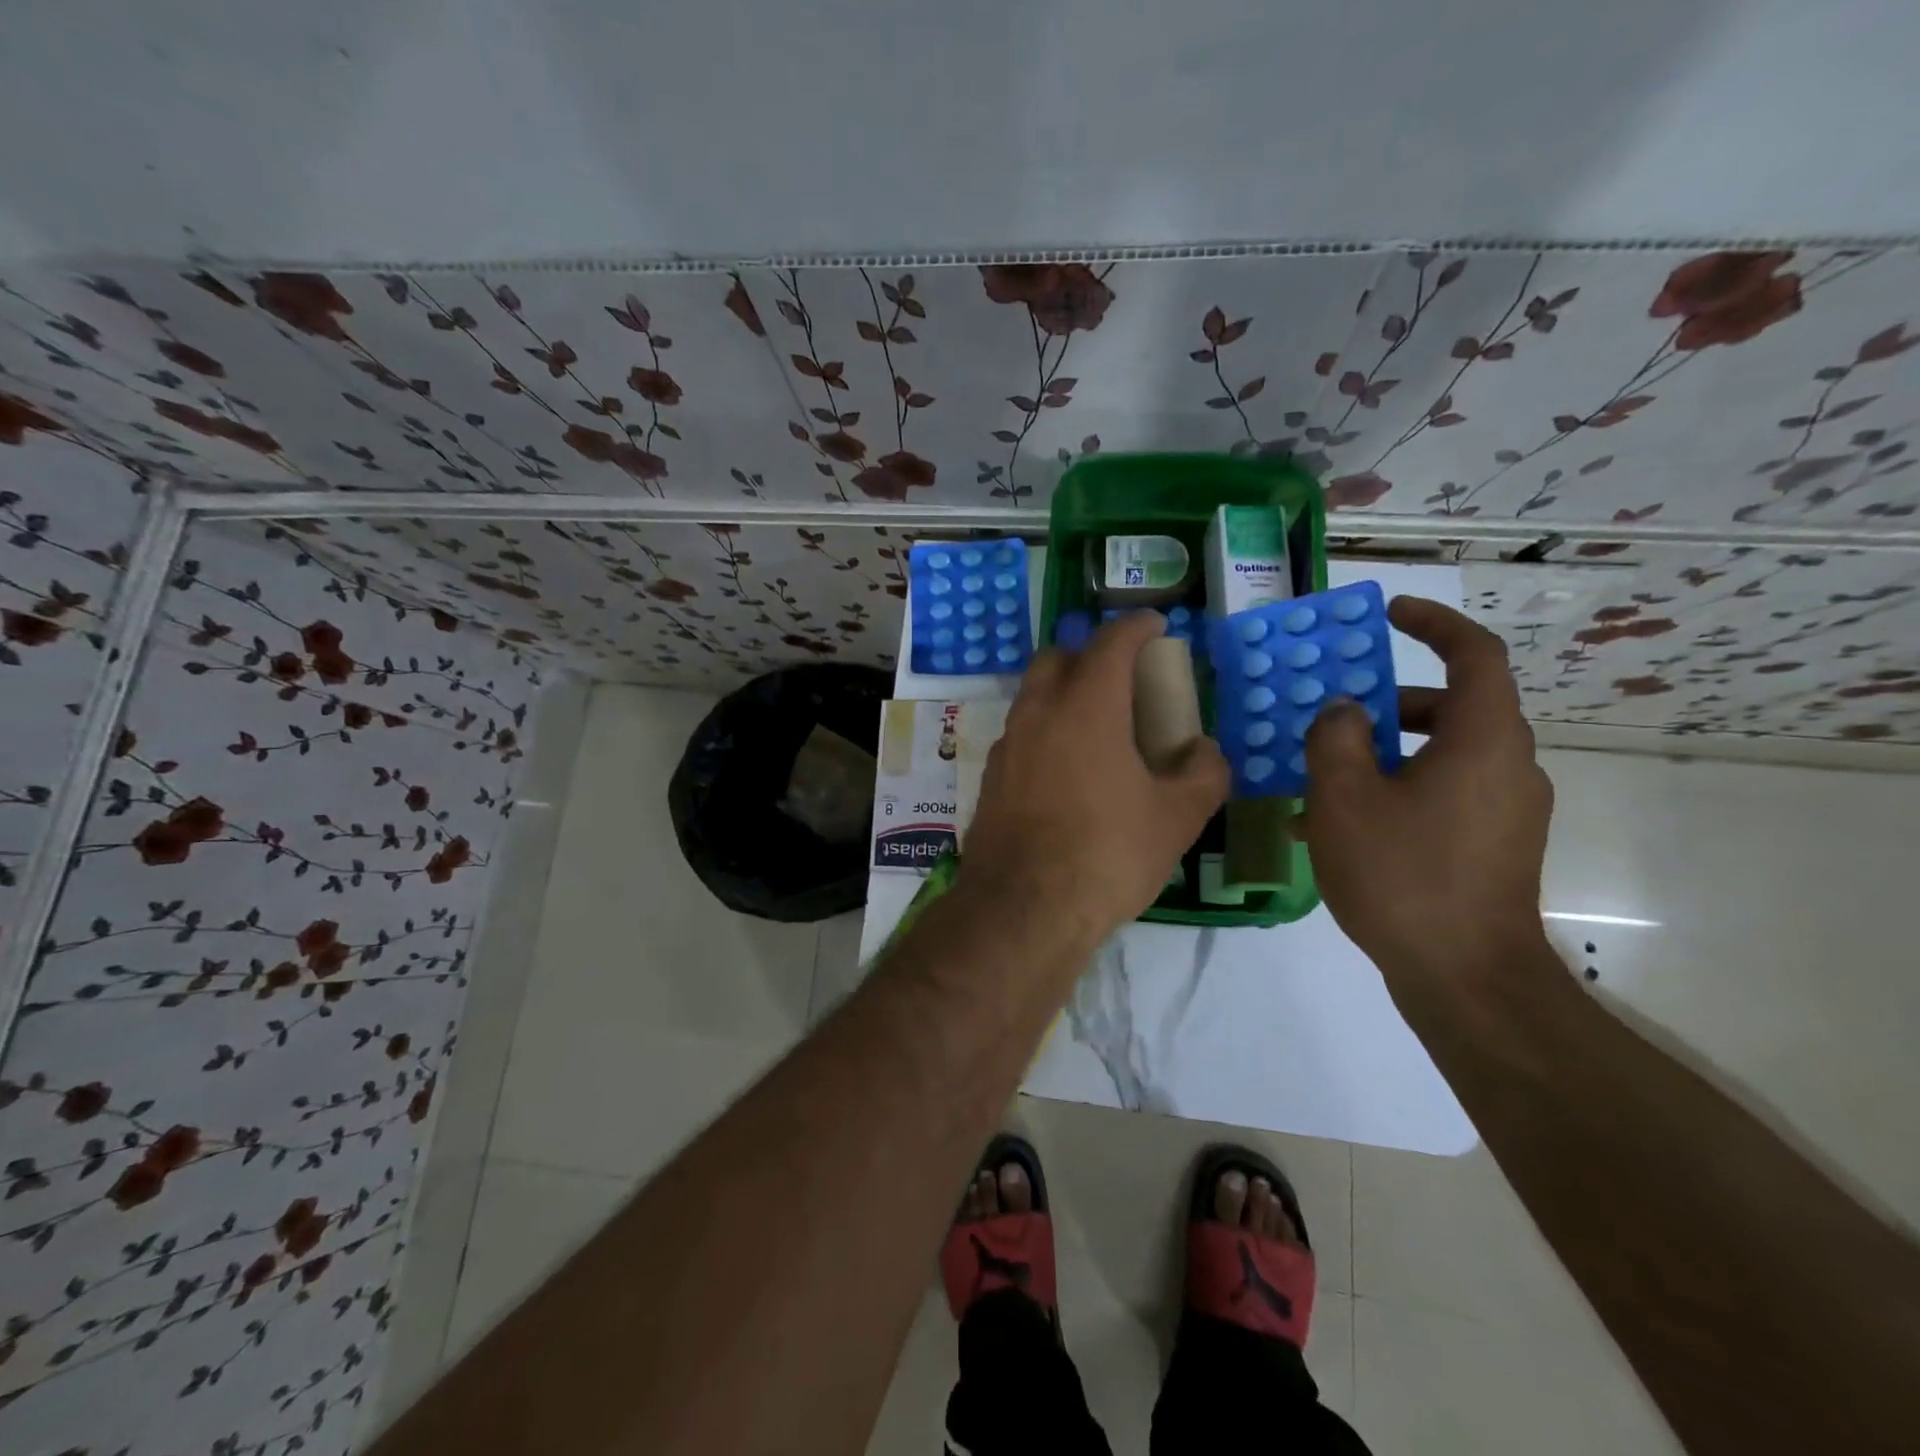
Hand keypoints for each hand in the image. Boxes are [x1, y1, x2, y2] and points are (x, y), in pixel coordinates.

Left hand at [961, 611, 1229, 950]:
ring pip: (1033, 695)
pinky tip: (1065, 769)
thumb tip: (1202, 751)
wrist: (1024, 908)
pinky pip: (1021, 734)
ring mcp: (1008, 744)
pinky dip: (1045, 731)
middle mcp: (1039, 712)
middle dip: (1090, 655)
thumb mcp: (1177, 817)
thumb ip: (1204, 773)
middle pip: (1058, 657)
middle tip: (1122, 679)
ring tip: (1096, 725)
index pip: (1111, 642)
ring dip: (1063, 693)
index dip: (1136, 627)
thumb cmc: (1107, 854)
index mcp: (1087, 706)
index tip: (1155, 626)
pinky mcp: (990, 777)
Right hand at [1303, 596, 1553, 983]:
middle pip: (1452, 709)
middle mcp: (1508, 765)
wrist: (1466, 978)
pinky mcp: (1495, 846)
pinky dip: (1396, 793)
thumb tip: (1345, 710)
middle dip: (1388, 705)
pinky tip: (1338, 830)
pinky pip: (1442, 797)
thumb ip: (1336, 738)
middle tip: (1335, 717)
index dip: (1434, 623)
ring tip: (1318, 784)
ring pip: (1440, 757)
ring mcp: (1507, 810)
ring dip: (1382, 757)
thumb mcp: (1345, 798)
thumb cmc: (1403, 874)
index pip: (1475, 654)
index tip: (1391, 614)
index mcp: (1483, 740)